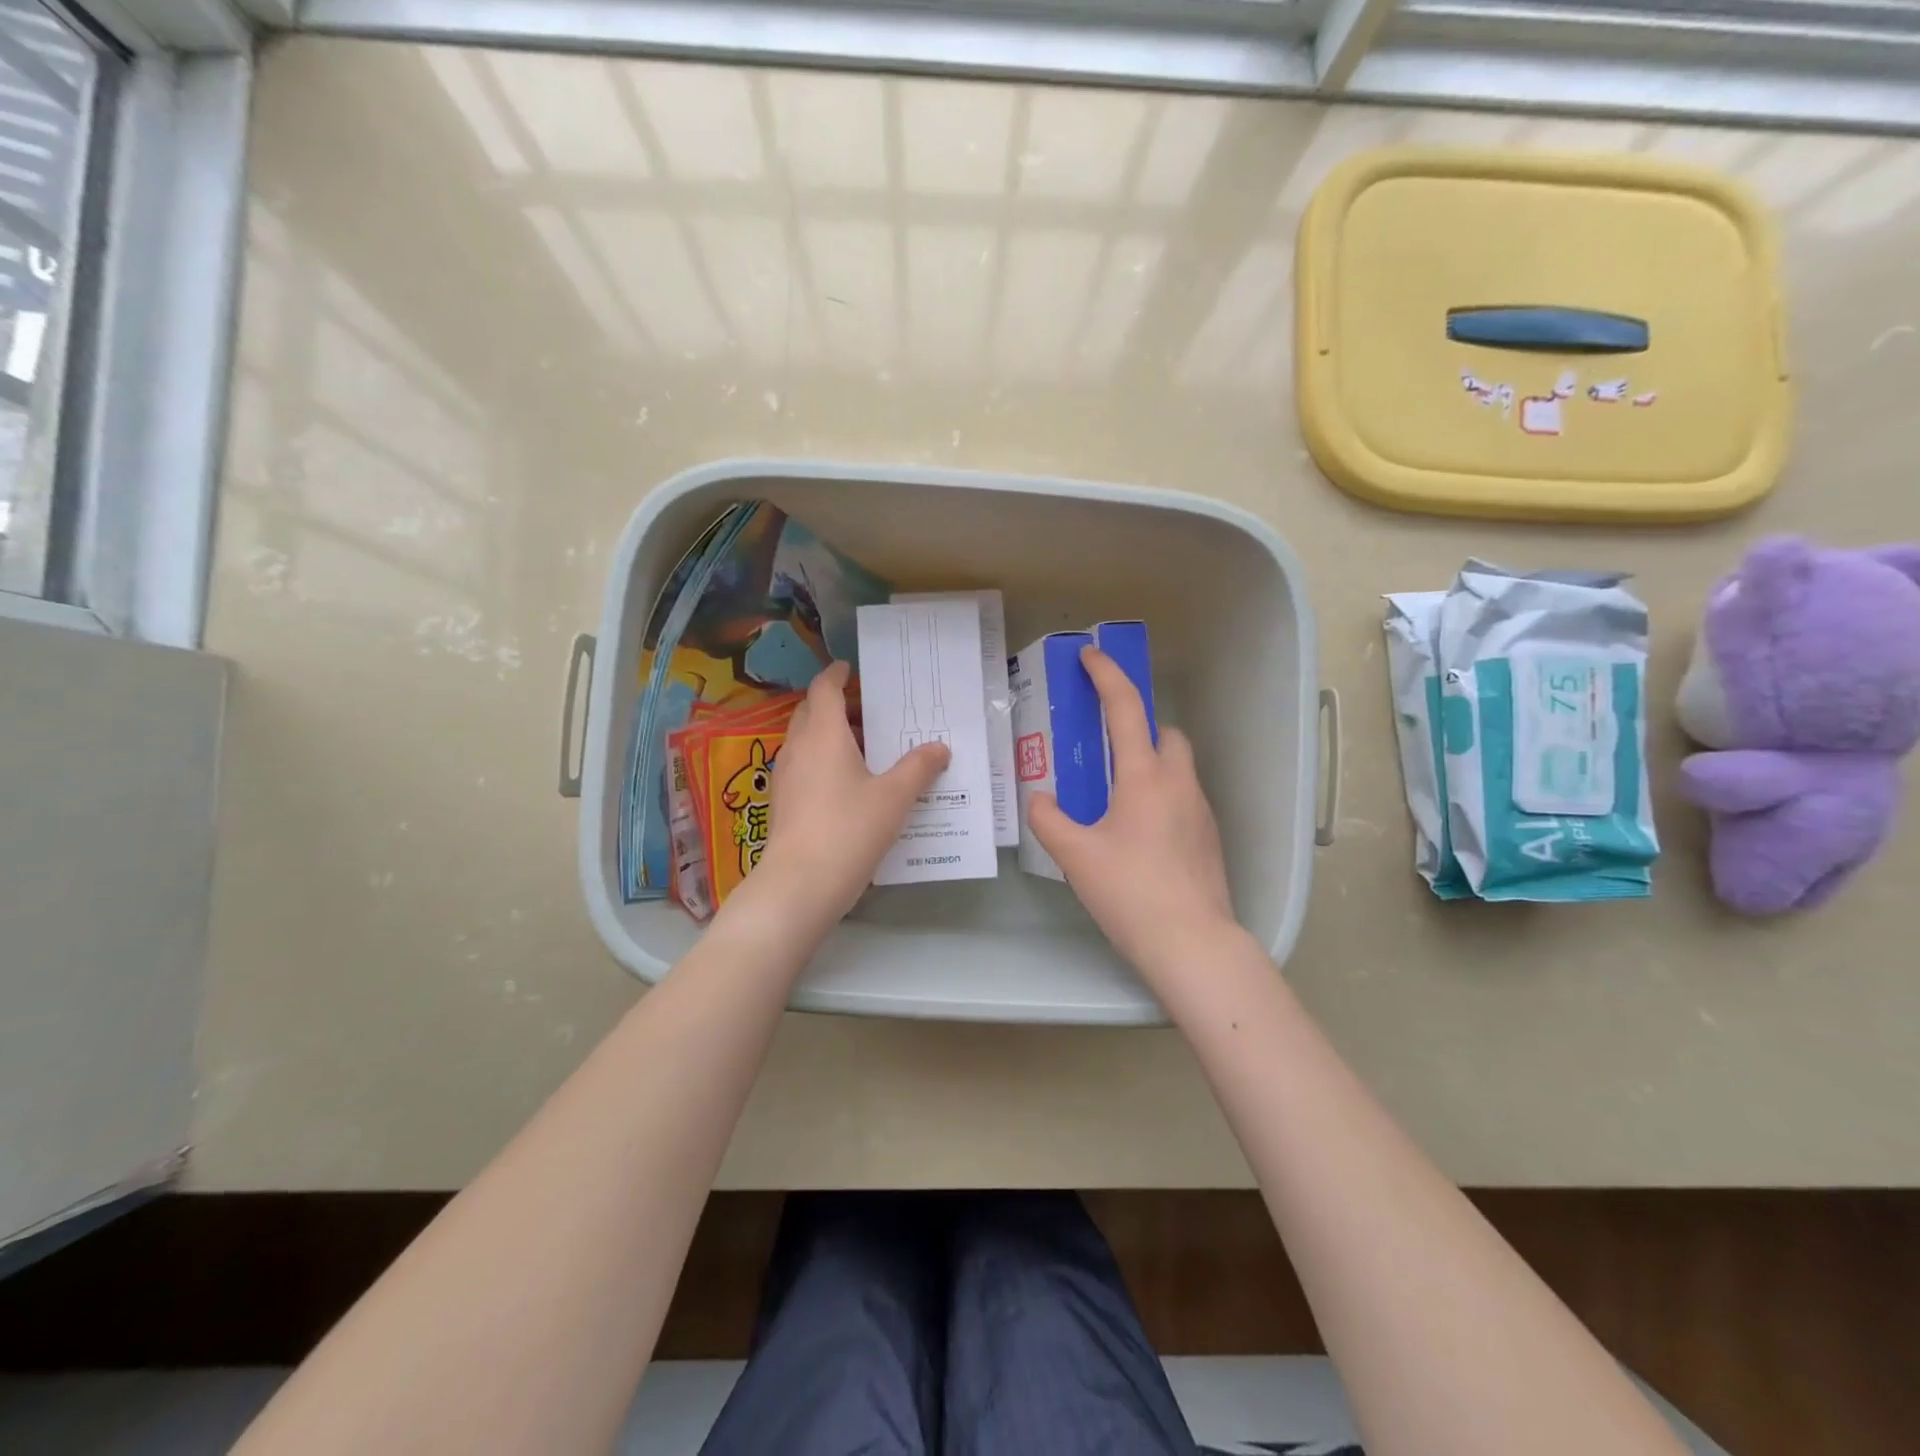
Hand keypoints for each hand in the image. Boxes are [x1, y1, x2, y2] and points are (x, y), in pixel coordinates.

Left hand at [747, 660, 949, 934]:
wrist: (800, 885)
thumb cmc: (849, 830)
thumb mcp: (894, 797)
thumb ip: (919, 768)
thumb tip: (940, 747)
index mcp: (823, 735)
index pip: (824, 689)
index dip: (836, 675)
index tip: (850, 668)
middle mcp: (798, 748)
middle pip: (811, 712)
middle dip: (836, 704)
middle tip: (870, 710)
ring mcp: (786, 777)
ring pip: (806, 740)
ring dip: (831, 734)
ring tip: (867, 746)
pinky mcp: (784, 803)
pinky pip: (804, 766)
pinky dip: (824, 760)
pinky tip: (851, 783)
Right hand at [1030, 647, 1241, 986]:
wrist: (1192, 943)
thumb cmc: (1130, 892)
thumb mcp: (1075, 856)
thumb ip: (1049, 821)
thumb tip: (1042, 803)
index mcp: (1144, 777)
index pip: (1126, 709)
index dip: (1107, 676)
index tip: (1090, 656)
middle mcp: (1179, 783)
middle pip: (1164, 733)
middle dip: (1137, 726)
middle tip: (1103, 748)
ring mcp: (1200, 809)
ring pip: (1176, 766)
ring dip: (1149, 763)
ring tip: (1115, 797)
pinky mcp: (1209, 836)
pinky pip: (1183, 797)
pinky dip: (1160, 794)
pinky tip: (1138, 833)